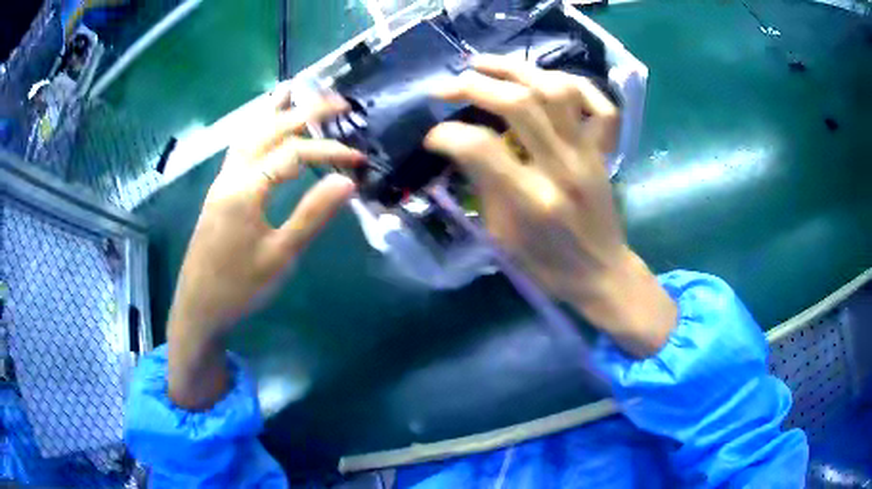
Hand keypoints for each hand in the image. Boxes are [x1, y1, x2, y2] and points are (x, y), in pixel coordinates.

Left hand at [167, 92, 363, 408]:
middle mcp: (231, 175)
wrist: (199, 308)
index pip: (294, 155)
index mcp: (246, 189)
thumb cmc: (239, 287)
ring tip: (294, 91)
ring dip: (274, 112)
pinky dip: (256, 129)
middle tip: (337, 102)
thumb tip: (347, 182)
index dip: (329, 152)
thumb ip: (312, 215)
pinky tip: (264, 128)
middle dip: (304, 112)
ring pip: (249, 134)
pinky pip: (239, 148)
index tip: (359, 158)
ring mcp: (221, 181)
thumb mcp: (280, 256)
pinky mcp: (218, 191)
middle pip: (269, 131)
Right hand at [426, 55, 675, 356]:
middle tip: (445, 88)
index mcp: (531, 201)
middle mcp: (562, 168)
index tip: (433, 137)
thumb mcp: (502, 239)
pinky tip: (545, 78)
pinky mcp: (603, 152)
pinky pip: (600, 105)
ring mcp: (588, 154)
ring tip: (483, 65)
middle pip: (518, 104)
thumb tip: (457, 146)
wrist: (601, 274)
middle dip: (472, 86)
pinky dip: (575, 84)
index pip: (480, 147)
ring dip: (515, 70)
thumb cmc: (547, 266)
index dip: (446, 135)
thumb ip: (482, 187)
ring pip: (556, 91)